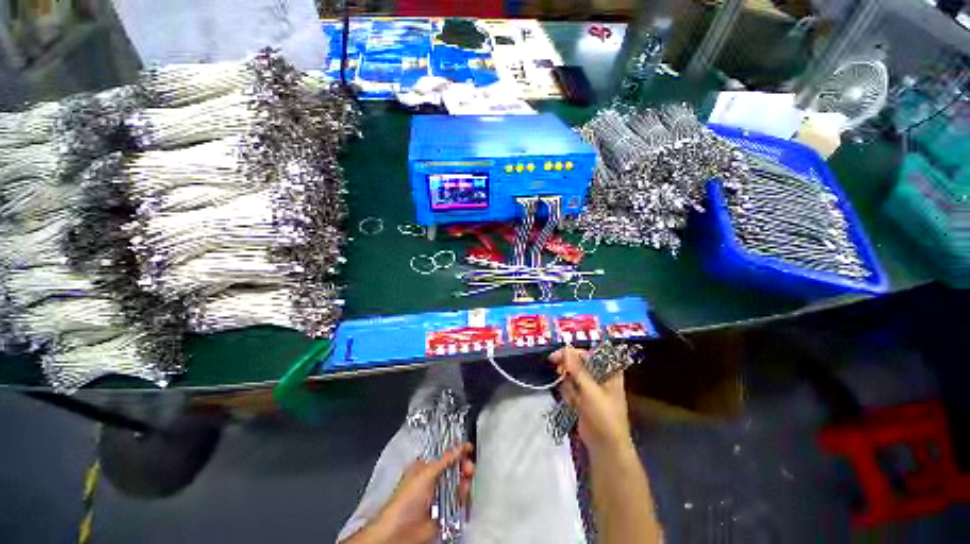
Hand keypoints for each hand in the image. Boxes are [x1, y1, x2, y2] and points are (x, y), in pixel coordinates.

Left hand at [344, 443, 474, 543]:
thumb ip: (445, 460)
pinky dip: (464, 496)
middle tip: (468, 465)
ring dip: (464, 480)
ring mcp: (437, 497)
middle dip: (462, 465)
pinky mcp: (444, 512)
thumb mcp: (426, 473)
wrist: (401, 533)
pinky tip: (465, 491)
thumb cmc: (405, 501)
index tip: (468, 448)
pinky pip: (458, 501)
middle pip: (452, 469)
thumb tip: (459, 448)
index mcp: (423, 468)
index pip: (443, 455)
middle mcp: (431, 481)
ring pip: (457, 485)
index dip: (456, 451)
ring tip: (468, 477)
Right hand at [549, 345, 632, 458]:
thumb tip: (565, 347)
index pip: (588, 353)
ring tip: (575, 400)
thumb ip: (576, 368)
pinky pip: (569, 387)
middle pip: (577, 363)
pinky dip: (568, 394)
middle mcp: (599, 375)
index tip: (557, 356)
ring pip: (571, 375)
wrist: (605, 447)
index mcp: (608, 371)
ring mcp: (590, 386)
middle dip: (568, 370)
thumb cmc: (604, 417)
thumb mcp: (590, 390)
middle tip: (560, 373)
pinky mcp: (582, 396)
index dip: (572, 353)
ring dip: (568, 385)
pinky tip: (573, 405)